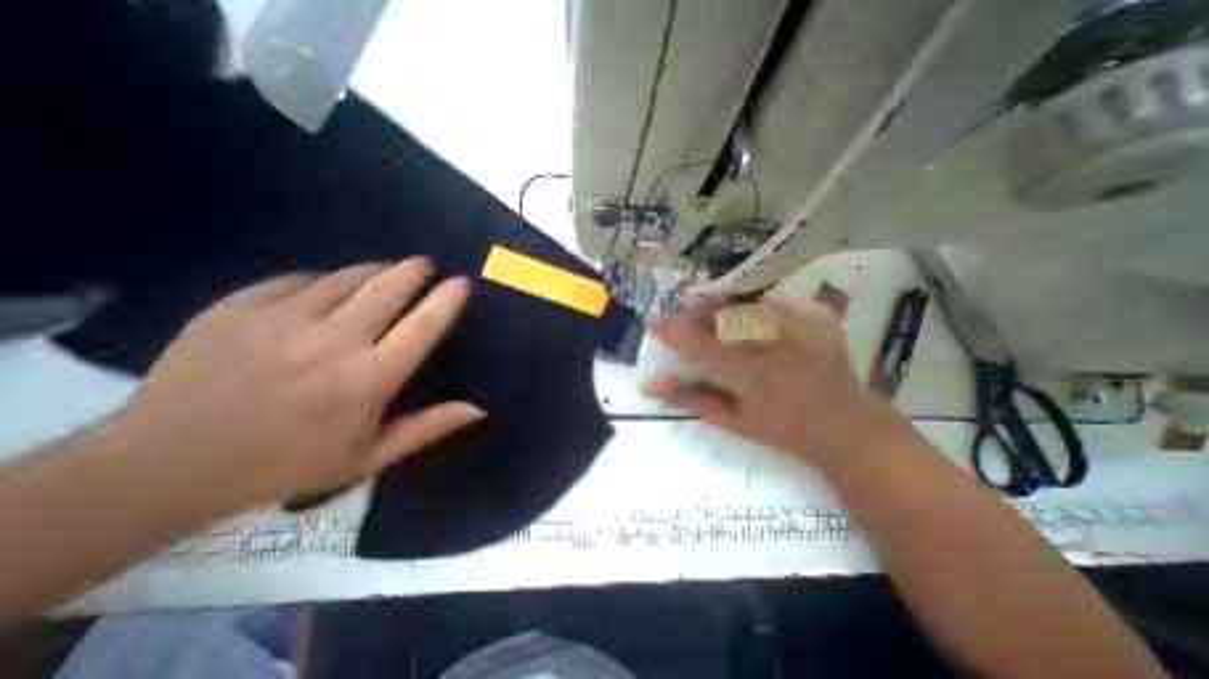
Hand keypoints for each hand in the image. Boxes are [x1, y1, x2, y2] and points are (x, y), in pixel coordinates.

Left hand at [117, 257, 481, 510]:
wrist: (163, 465)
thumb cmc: (287, 463)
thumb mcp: (370, 456)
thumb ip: (429, 427)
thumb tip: (479, 407)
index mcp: (365, 381)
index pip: (422, 327)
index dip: (447, 301)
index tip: (462, 283)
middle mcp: (329, 343)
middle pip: (387, 287)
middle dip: (412, 271)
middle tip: (424, 265)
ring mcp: (279, 320)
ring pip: (345, 278)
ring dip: (373, 272)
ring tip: (384, 275)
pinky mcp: (237, 306)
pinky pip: (299, 280)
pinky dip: (323, 283)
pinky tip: (322, 296)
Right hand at [642, 298, 906, 477]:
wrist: (849, 427)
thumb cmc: (785, 431)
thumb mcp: (733, 422)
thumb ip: (691, 398)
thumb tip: (651, 384)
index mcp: (751, 375)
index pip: (699, 346)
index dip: (672, 331)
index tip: (654, 322)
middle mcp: (774, 344)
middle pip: (722, 314)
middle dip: (696, 310)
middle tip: (683, 313)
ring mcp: (800, 326)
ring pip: (746, 301)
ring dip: (721, 303)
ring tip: (708, 308)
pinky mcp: (817, 317)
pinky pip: (776, 298)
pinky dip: (753, 302)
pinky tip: (746, 310)